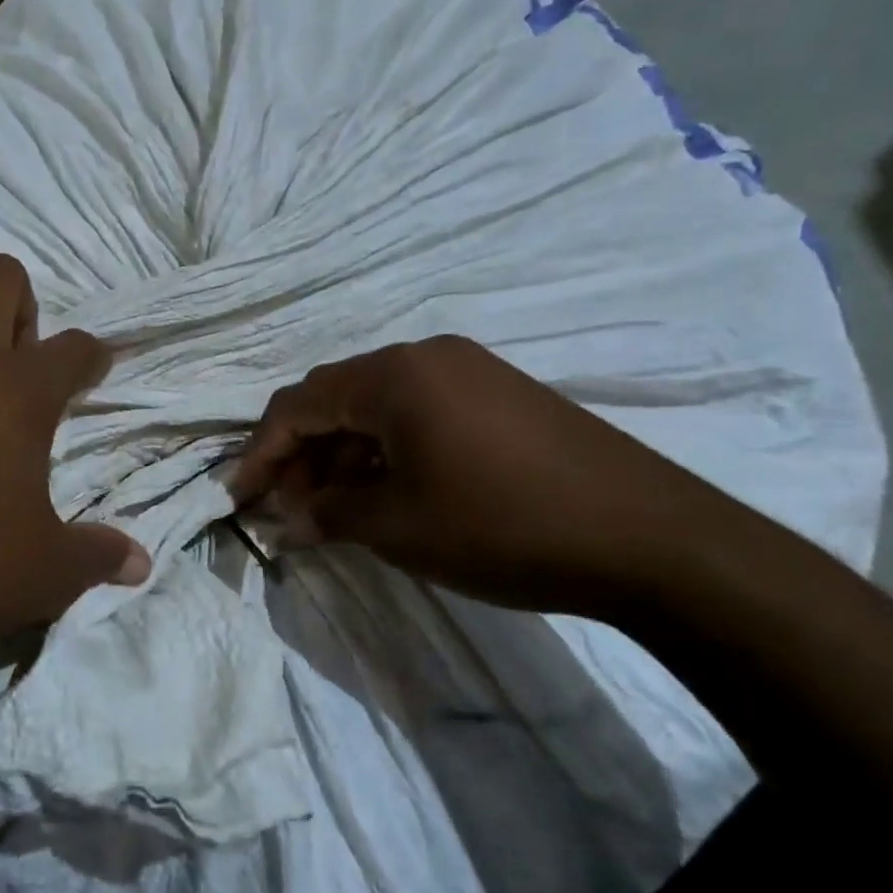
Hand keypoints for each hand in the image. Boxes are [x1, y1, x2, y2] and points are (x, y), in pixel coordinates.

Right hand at [232, 336, 749, 619]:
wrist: (650, 537)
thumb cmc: (502, 525)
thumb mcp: (399, 527)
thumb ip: (329, 514)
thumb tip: (291, 517)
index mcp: (392, 375)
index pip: (298, 404)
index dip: (261, 452)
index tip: (241, 498)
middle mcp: (426, 356)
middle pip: (336, 398)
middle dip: (303, 453)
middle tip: (290, 507)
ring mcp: (469, 370)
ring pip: (378, 406)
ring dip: (346, 453)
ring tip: (337, 507)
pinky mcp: (501, 394)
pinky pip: (420, 412)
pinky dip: (389, 449)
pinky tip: (390, 490)